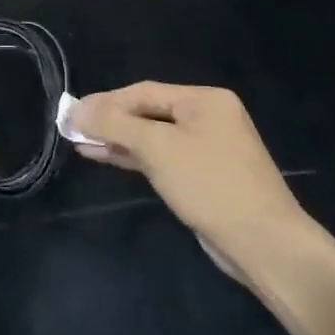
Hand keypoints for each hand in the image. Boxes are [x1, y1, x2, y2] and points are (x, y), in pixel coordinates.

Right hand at [70, 82, 307, 253]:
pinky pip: (161, 157)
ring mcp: (207, 148)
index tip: (71, 113)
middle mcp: (208, 117)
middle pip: (148, 112)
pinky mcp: (203, 176)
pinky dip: (133, 157)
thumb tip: (75, 109)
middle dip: (109, 121)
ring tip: (79, 143)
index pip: (144, 92)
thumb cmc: (209, 184)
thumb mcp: (157, 147)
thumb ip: (114, 125)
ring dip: (117, 140)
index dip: (105, 102)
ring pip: (152, 137)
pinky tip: (105, 157)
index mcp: (205, 100)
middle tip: (72, 128)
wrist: (262, 242)